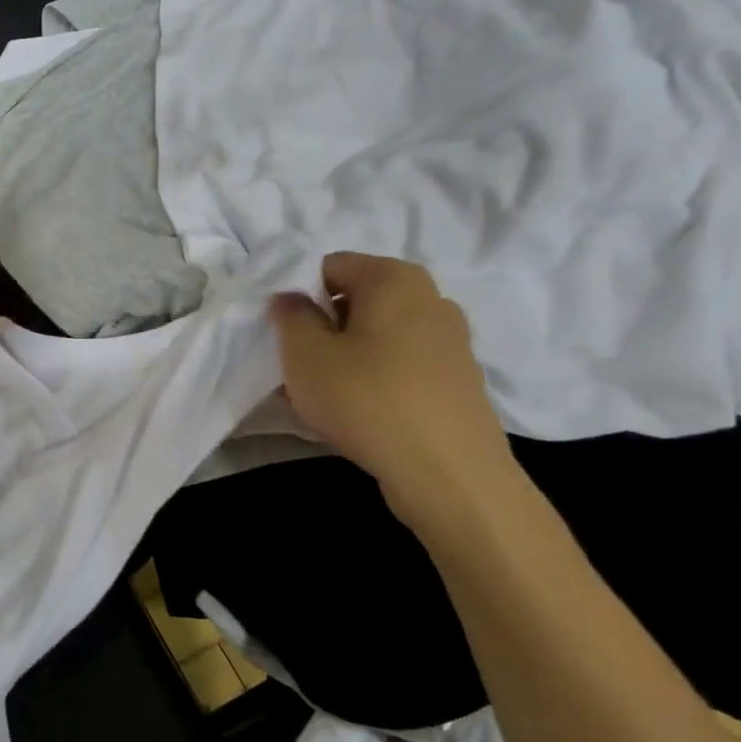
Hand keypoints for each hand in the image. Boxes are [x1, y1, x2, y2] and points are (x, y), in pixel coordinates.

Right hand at [270, 253, 517, 528]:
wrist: (449, 474)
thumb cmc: (367, 399)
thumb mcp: (305, 354)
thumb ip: (290, 315)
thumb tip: (292, 299)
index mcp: (394, 277)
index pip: (329, 266)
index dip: (297, 295)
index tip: (282, 333)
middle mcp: (430, 297)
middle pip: (356, 299)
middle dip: (322, 327)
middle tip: (297, 365)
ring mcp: (450, 340)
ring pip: (377, 335)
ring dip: (345, 355)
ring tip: (323, 394)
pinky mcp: (458, 379)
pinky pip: (400, 364)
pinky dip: (374, 378)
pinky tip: (357, 412)